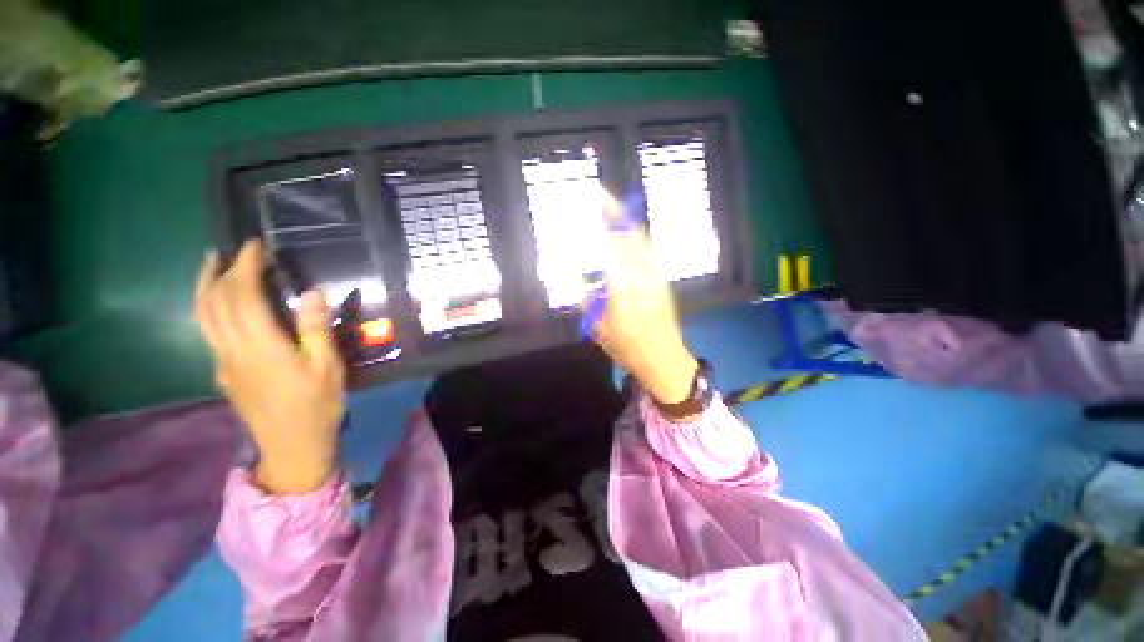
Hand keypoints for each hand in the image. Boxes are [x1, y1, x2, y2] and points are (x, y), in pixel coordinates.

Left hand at [195, 240, 344, 493]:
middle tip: (233, 251)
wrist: (292, 446)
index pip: (243, 295)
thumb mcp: (327, 367)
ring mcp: (223, 362)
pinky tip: (222, 306)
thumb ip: (315, 329)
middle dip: (220, 271)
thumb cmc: (317, 405)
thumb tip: (311, 293)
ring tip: (211, 267)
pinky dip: (210, 308)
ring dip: (204, 287)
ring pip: (202, 317)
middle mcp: (232, 349)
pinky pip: (208, 331)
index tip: (255, 246)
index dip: (246, 266)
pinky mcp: (223, 373)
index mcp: (261, 346)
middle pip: (213, 302)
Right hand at [588, 192, 698, 405]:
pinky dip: (632, 233)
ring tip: (607, 205)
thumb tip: (577, 272)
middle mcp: (641, 273)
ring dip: (623, 218)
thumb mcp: (598, 326)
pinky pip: (645, 248)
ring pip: (639, 237)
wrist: (663, 356)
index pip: (605, 248)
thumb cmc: (627, 346)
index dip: (591, 228)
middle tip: (594, 195)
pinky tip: (622, 231)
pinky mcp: (661, 276)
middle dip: (610, 212)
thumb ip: (586, 297)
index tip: (577, 214)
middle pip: (625, 234)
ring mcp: (654, 273)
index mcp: (623, 287)